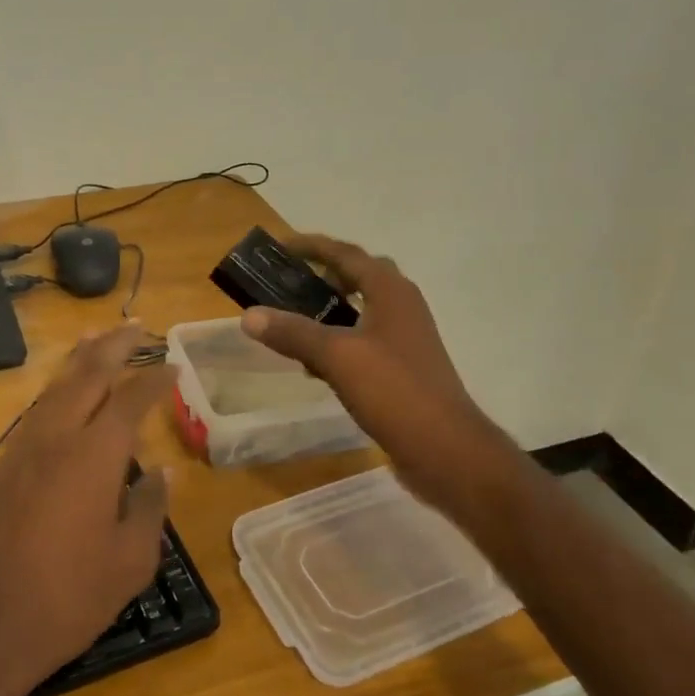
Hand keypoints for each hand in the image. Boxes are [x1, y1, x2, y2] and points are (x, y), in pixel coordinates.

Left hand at [0, 324, 173, 695]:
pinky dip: (57, 391)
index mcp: (94, 456)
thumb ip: (148, 507)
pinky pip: (36, 413)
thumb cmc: (70, 598)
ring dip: (79, 361)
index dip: (154, 378)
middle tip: (135, 325)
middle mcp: (56, 439)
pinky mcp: (2, 469)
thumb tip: (161, 473)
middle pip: (87, 376)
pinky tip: (64, 396)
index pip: (131, 400)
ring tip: (97, 341)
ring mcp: (22, 451)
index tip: (173, 365)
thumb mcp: (130, 560)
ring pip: (55, 388)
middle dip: (113, 346)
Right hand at [240, 234, 492, 504]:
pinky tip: (315, 363)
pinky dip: (338, 340)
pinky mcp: (403, 367)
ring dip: (329, 309)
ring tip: (293, 319)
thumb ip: (293, 333)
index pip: (346, 254)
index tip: (279, 247)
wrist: (445, 449)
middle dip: (323, 274)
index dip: (312, 246)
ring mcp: (406, 338)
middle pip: (359, 276)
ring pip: (362, 310)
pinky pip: (364, 340)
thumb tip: (249, 315)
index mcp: (390, 291)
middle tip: (287, 282)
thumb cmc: (394, 391)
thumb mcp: (337, 357)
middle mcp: (402, 306)